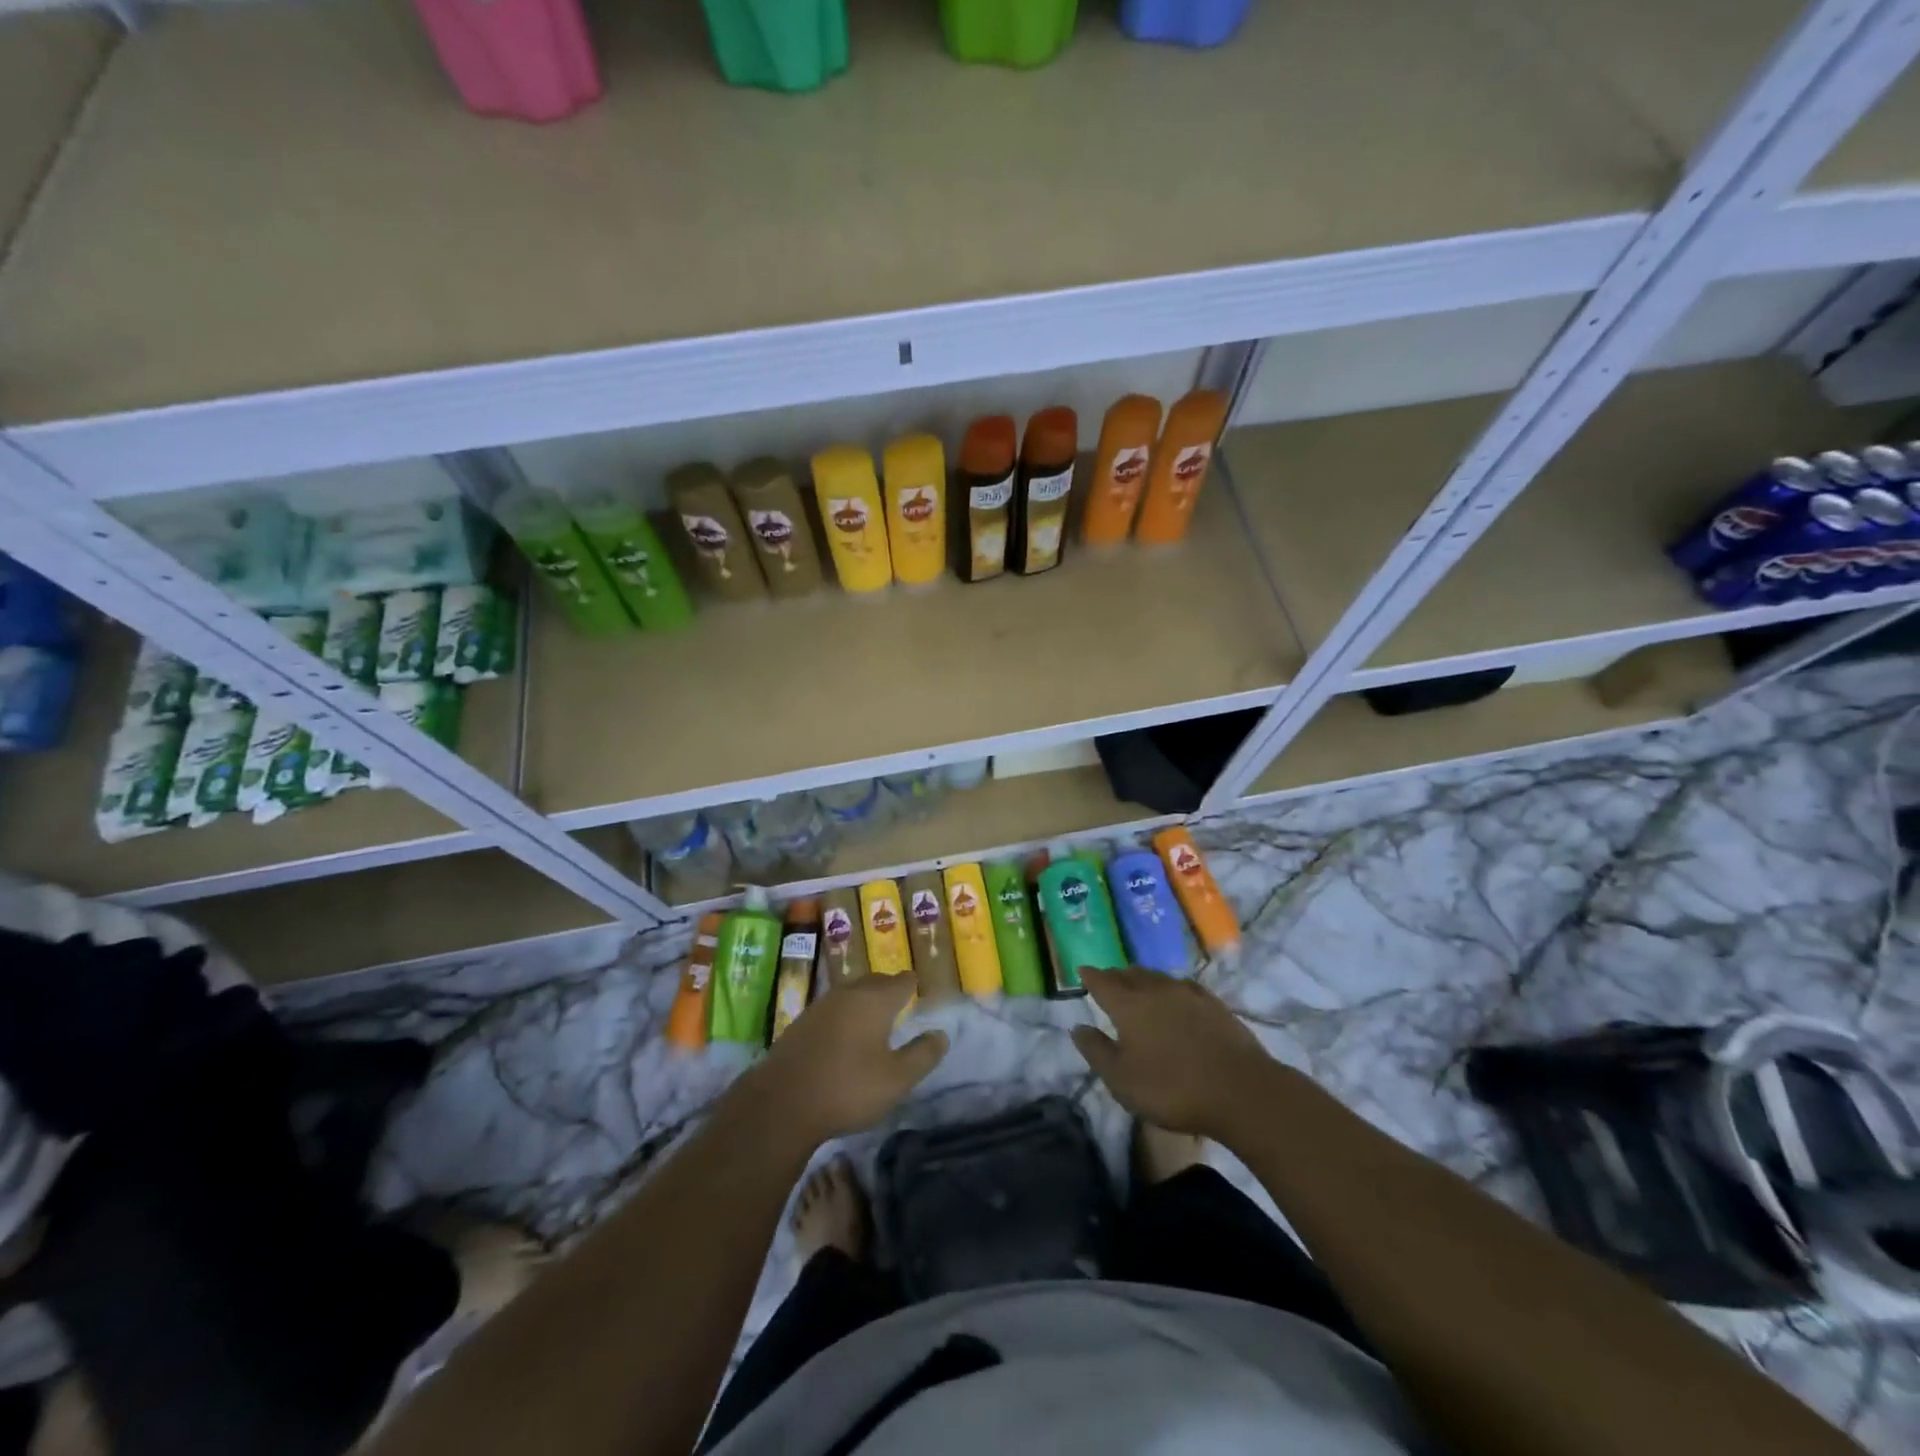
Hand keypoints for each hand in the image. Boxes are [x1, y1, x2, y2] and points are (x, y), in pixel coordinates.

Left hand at [746, 973, 947, 1143]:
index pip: (902, 980)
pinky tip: (843, 1038)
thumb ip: (923, 1055)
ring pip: (850, 993)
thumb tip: (940, 1034)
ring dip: (864, 1002)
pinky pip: (831, 1010)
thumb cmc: (847, 1088)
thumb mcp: (896, 1079)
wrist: (780, 1104)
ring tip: (873, 1021)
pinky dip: (843, 1016)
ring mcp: (820, 1006)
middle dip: (889, 989)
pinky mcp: (800, 1023)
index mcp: (875, 1000)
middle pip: (875, 982)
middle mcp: (848, 993)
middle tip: (900, 1005)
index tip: (920, 994)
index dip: (913, 985)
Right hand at [1071, 967, 1271, 1137]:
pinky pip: (1182, 987)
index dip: (1090, 976)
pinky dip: (1170, 989)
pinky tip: (1175, 999)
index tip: (1082, 972)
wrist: (1241, 1090)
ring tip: (1137, 987)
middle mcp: (1155, 989)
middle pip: (1129, 974)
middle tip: (1107, 982)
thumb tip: (1078, 1027)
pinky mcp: (1213, 1003)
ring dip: (1142, 979)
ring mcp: (1187, 993)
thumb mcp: (1121, 1080)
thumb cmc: (1172, 1088)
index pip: (1102, 981)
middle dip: (1115, 976)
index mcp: (1128, 1004)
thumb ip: (1096, 1051)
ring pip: (1156, 977)